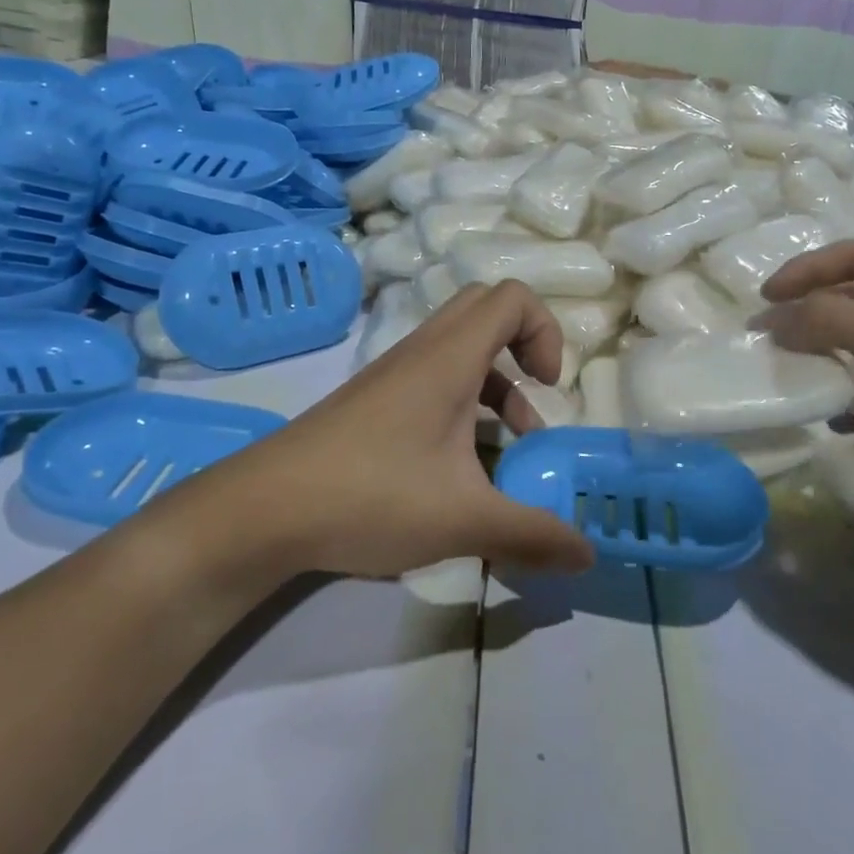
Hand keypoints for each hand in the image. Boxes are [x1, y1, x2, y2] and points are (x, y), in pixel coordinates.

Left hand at [200, 281, 596, 579]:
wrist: (265, 508)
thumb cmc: (372, 495)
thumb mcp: (464, 519)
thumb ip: (532, 534)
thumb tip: (588, 556)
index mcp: (450, 357)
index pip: (512, 297)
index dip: (545, 330)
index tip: (548, 387)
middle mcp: (423, 350)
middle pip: (486, 309)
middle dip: (524, 344)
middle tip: (536, 393)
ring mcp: (393, 372)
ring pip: (459, 347)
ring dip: (495, 381)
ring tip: (510, 445)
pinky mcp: (374, 399)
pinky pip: (433, 375)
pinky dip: (463, 400)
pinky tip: (460, 464)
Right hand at [758, 242, 853, 533]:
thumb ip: (825, 319)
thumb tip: (775, 321)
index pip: (853, 257)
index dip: (805, 272)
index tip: (763, 299)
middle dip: (811, 322)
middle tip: (769, 344)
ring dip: (828, 365)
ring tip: (798, 380)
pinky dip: (853, 404)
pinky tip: (837, 418)